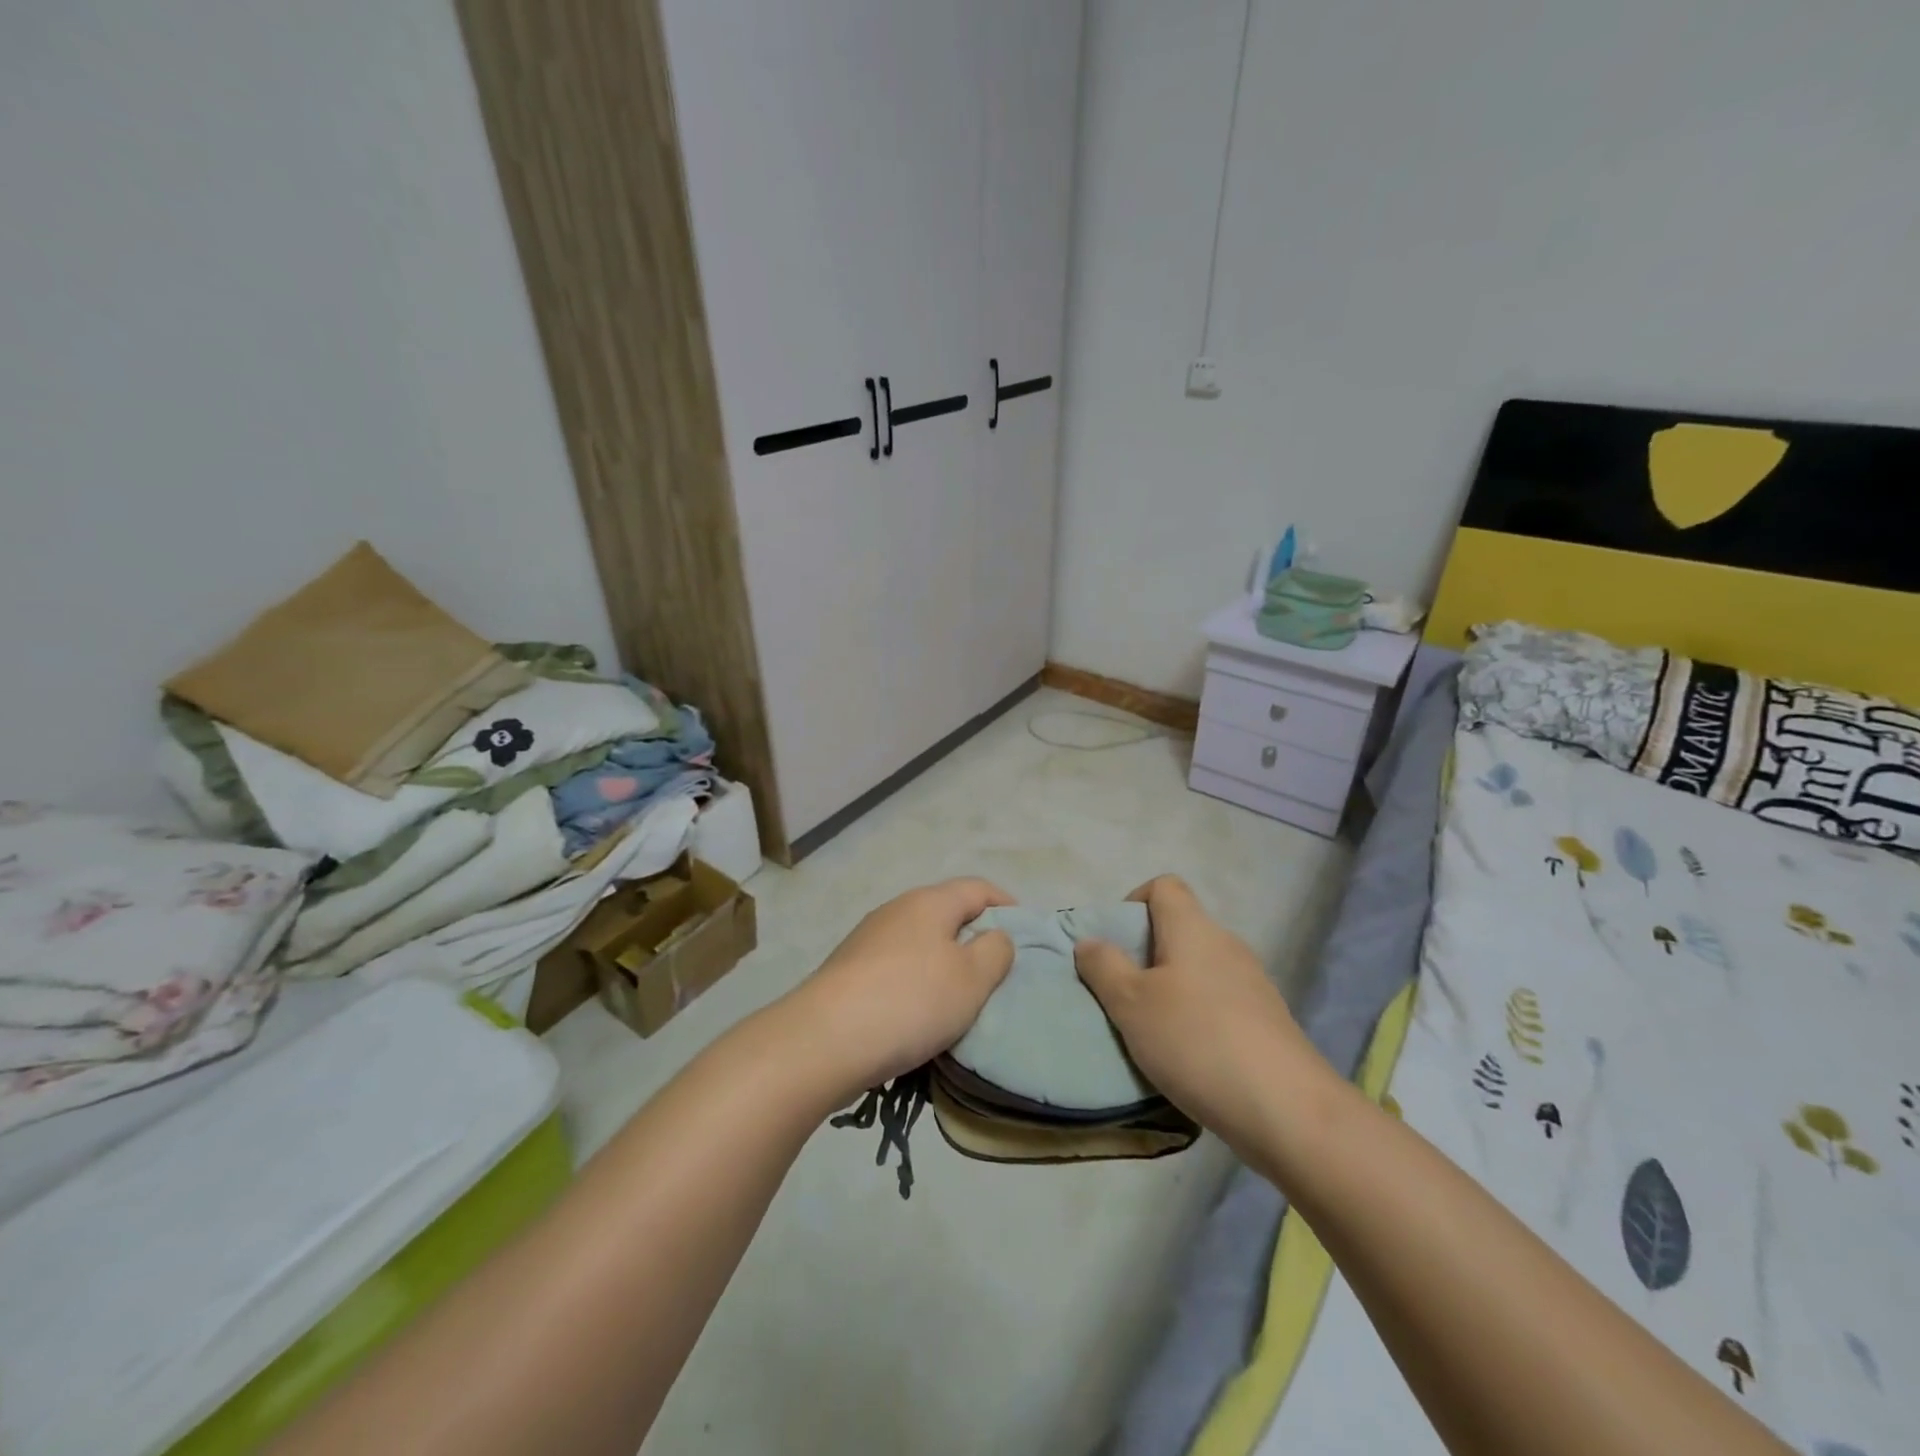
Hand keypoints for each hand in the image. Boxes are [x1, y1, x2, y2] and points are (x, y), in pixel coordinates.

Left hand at [780, 878, 1015, 1102]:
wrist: (823, 1041)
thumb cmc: (910, 1001)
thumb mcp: (972, 978)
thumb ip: (996, 950)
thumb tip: (995, 936)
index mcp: (929, 902)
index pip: (978, 887)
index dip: (1007, 905)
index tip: (1026, 935)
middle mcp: (896, 910)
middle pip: (947, 914)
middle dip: (975, 938)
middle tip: (997, 974)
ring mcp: (868, 940)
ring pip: (921, 943)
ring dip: (944, 965)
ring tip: (962, 1001)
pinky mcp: (849, 972)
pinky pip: (897, 969)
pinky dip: (917, 984)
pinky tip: (920, 1016)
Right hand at [1075, 875, 1319, 1148]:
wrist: (1287, 1110)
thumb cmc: (1196, 1041)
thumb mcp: (1131, 1004)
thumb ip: (1104, 967)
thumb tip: (1089, 941)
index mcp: (1193, 929)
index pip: (1164, 886)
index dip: (1134, 903)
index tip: (1115, 944)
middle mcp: (1226, 944)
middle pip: (1180, 929)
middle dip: (1146, 954)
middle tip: (1123, 994)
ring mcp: (1252, 983)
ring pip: (1199, 969)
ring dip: (1171, 989)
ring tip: (1151, 1031)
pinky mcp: (1267, 1020)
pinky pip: (1220, 1001)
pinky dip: (1198, 1016)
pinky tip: (1189, 1056)